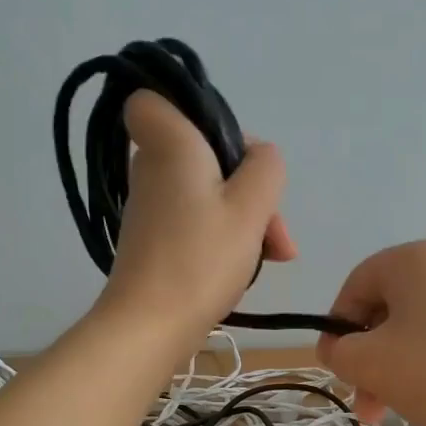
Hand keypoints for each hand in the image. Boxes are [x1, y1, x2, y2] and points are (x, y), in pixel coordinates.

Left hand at [100, 91, 296, 338]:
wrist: (150, 326)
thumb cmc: (200, 258)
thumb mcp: (251, 207)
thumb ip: (266, 168)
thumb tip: (260, 158)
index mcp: (170, 144)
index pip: (152, 99)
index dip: (192, 111)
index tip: (229, 148)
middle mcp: (151, 167)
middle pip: (204, 151)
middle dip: (248, 183)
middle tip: (272, 225)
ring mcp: (151, 205)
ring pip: (207, 188)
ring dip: (244, 215)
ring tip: (275, 255)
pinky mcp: (154, 236)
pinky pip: (196, 216)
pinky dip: (224, 233)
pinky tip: (251, 263)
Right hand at [316, 241, 425, 425]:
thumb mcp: (370, 364)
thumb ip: (338, 351)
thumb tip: (339, 347)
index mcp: (417, 258)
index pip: (357, 284)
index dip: (337, 327)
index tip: (337, 369)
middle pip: (392, 307)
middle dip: (370, 356)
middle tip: (367, 404)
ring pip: (423, 325)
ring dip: (399, 366)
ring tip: (396, 412)